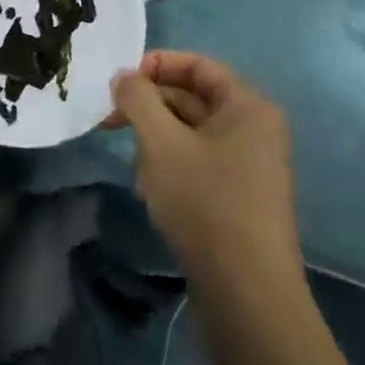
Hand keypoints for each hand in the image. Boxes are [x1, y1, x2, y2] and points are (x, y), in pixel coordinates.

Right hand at [109, 51, 302, 293]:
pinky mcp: (239, 200)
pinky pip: (198, 164)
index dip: (156, 65)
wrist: (248, 298)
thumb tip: (124, 76)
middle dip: (149, 107)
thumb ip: (138, 99)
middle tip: (109, 121)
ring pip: (191, 134)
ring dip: (156, 140)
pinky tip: (149, 191)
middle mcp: (255, 130)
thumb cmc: (206, 204)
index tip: (120, 82)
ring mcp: (250, 167)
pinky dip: (170, 167)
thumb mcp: (161, 143)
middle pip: (193, 98)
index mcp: (248, 107)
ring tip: (134, 166)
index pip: (198, 65)